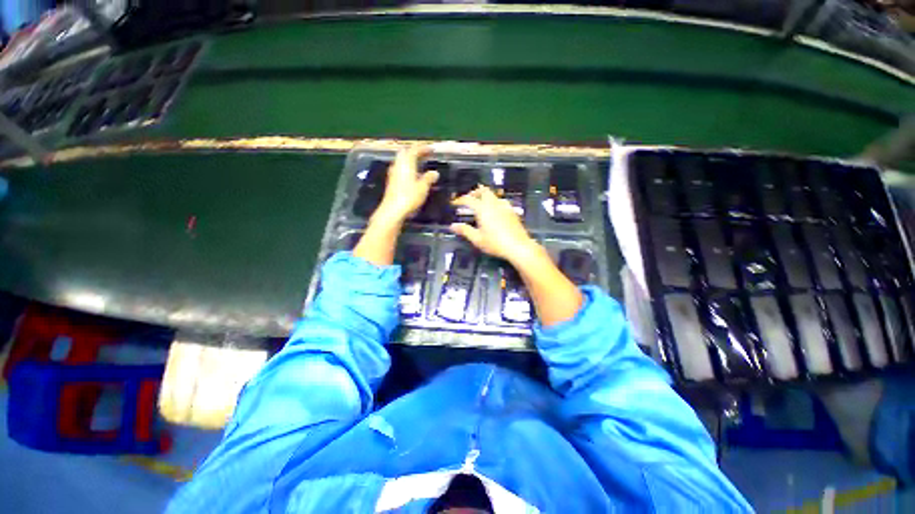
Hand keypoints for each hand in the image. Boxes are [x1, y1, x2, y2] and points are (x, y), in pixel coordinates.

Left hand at [373, 145, 437, 223]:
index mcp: (406, 163)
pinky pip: (400, 169)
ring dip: (410, 160)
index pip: (414, 150)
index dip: (423, 148)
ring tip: (420, 163)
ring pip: (402, 161)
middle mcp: (398, 165)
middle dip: (415, 152)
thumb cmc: (409, 197)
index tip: (432, 150)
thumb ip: (429, 178)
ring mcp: (393, 173)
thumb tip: (434, 172)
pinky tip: (413, 175)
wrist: (393, 210)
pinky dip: (408, 168)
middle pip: (405, 153)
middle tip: (425, 154)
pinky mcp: (391, 182)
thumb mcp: (423, 187)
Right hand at [450, 185, 537, 261]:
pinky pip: (501, 201)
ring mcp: (504, 206)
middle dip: (474, 192)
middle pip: (483, 190)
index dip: (460, 200)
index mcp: (483, 209)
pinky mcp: (512, 211)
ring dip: (485, 196)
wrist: (518, 246)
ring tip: (480, 205)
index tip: (454, 203)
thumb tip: (453, 225)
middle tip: (469, 199)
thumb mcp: (477, 239)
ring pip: (493, 195)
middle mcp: (494, 204)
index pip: (469, 199)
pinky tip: (494, 212)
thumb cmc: (495, 243)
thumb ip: (465, 230)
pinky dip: (494, 202)